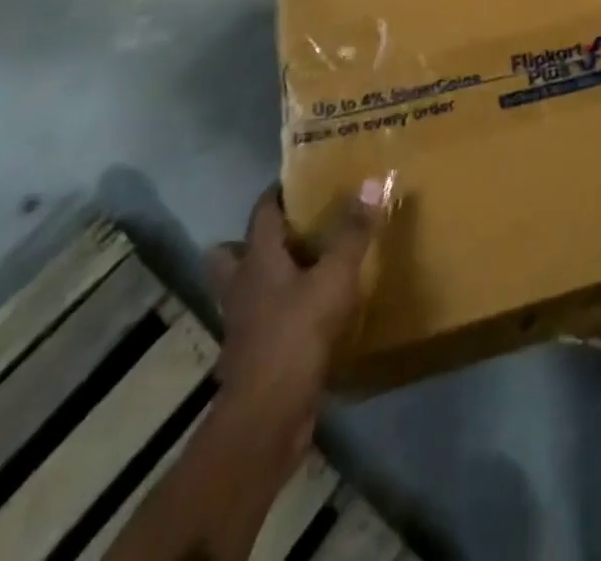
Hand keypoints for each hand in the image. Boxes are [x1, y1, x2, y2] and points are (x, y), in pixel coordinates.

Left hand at [205, 184, 382, 464]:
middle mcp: (242, 286)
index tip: (299, 182)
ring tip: (300, 273)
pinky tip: (306, 318)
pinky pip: (260, 323)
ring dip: (264, 281)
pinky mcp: (252, 357)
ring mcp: (242, 325)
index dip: (277, 193)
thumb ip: (353, 232)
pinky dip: (277, 316)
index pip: (262, 212)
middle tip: (292, 233)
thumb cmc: (297, 335)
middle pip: (230, 253)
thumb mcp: (335, 277)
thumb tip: (371, 181)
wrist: (266, 418)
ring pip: (243, 290)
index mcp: (257, 258)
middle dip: (252, 241)